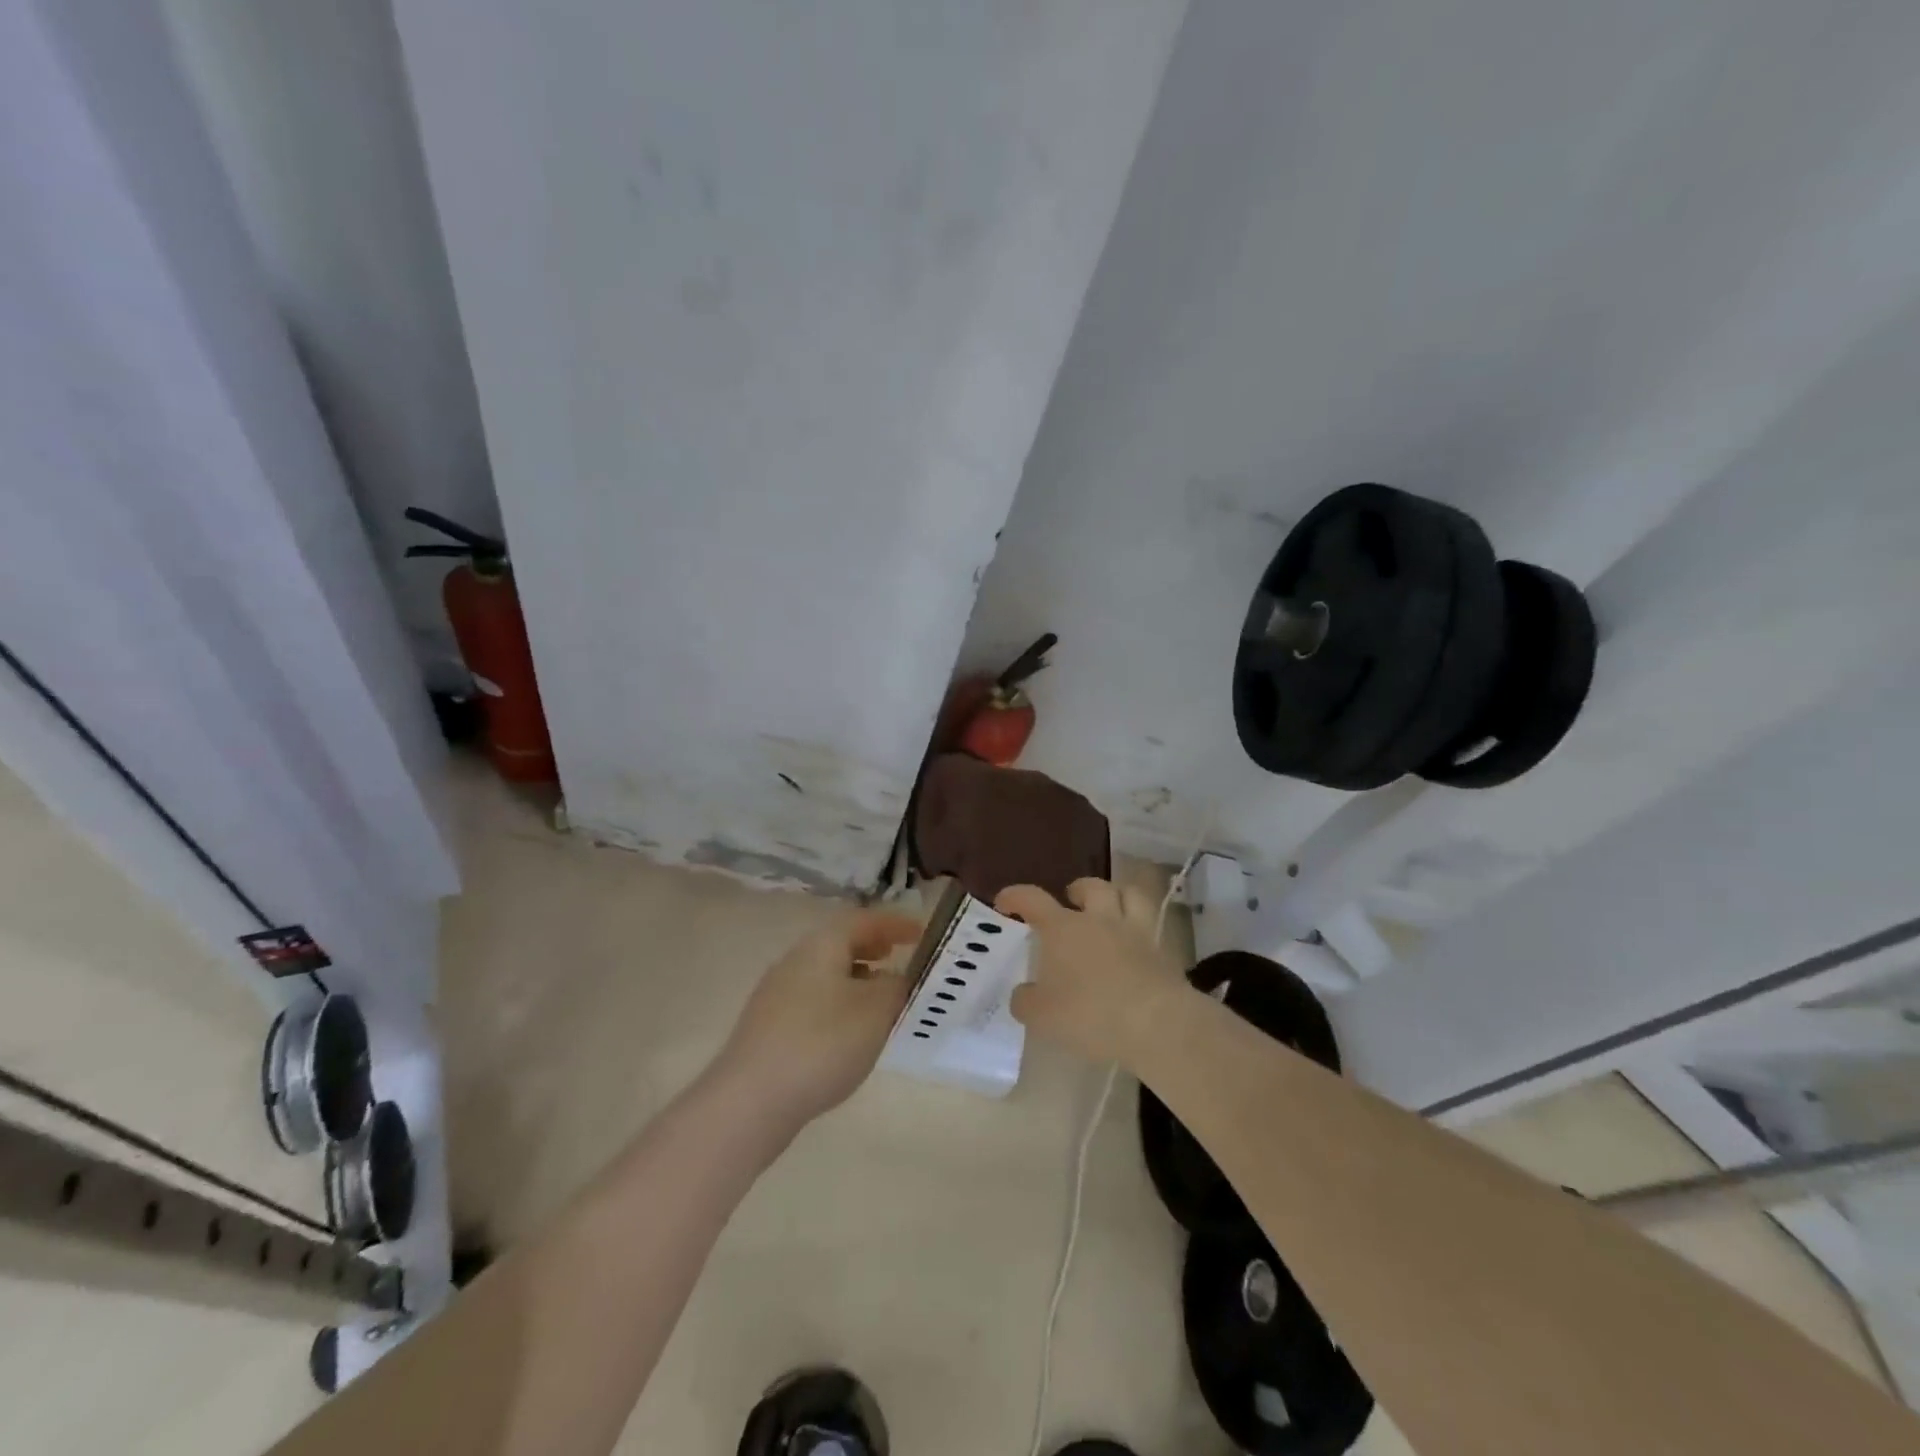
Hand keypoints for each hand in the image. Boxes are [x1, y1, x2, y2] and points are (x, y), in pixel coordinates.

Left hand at [714, 909, 920, 1128]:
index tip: (921, 933)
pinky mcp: (768, 1028)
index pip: (863, 920)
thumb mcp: (876, 1011)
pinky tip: (849, 1033)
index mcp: (821, 945)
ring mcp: (776, 994)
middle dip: (872, 947)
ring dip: (856, 977)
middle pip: (840, 943)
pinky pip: (813, 1000)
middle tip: (899, 956)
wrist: (751, 1100)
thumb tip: (896, 978)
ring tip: (881, 997)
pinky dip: (839, 1003)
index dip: (894, 924)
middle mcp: (795, 960)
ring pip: (826, 973)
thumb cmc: (822, 1043)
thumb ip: (895, 987)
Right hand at [997, 878, 1184, 1065]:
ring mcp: (1134, 932)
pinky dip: (1139, 927)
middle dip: (1078, 890)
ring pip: (1129, 894)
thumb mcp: (1042, 1016)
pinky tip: (1133, 944)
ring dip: (1116, 896)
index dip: (1015, 896)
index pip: (1033, 899)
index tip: (1004, 902)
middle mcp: (1098, 920)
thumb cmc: (1090, 1013)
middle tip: (1070, 902)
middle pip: (1091, 887)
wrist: (1156, 1023)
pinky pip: (1150, 926)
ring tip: (1109, 909)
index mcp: (1063, 928)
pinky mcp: (1161, 951)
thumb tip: (1023, 994)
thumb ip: (1026, 1002)